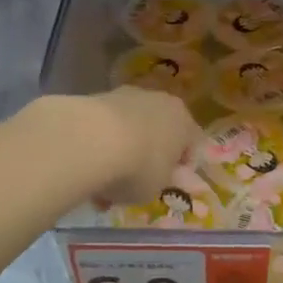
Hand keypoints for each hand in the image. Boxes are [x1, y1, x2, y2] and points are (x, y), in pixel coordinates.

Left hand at [72, 88, 201, 205]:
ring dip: (123, 149)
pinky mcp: (98, 96)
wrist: (92, 141)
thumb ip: (160, 180)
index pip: (192, 144)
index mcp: (184, 121)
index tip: (168, 184)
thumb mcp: (157, 188)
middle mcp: (161, 101)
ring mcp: (128, 95)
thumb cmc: (139, 168)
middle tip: (137, 180)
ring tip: (105, 179)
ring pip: (132, 126)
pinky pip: (107, 125)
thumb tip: (156, 176)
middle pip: (160, 131)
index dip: (182, 166)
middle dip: (150, 154)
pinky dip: (101, 143)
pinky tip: (89, 166)